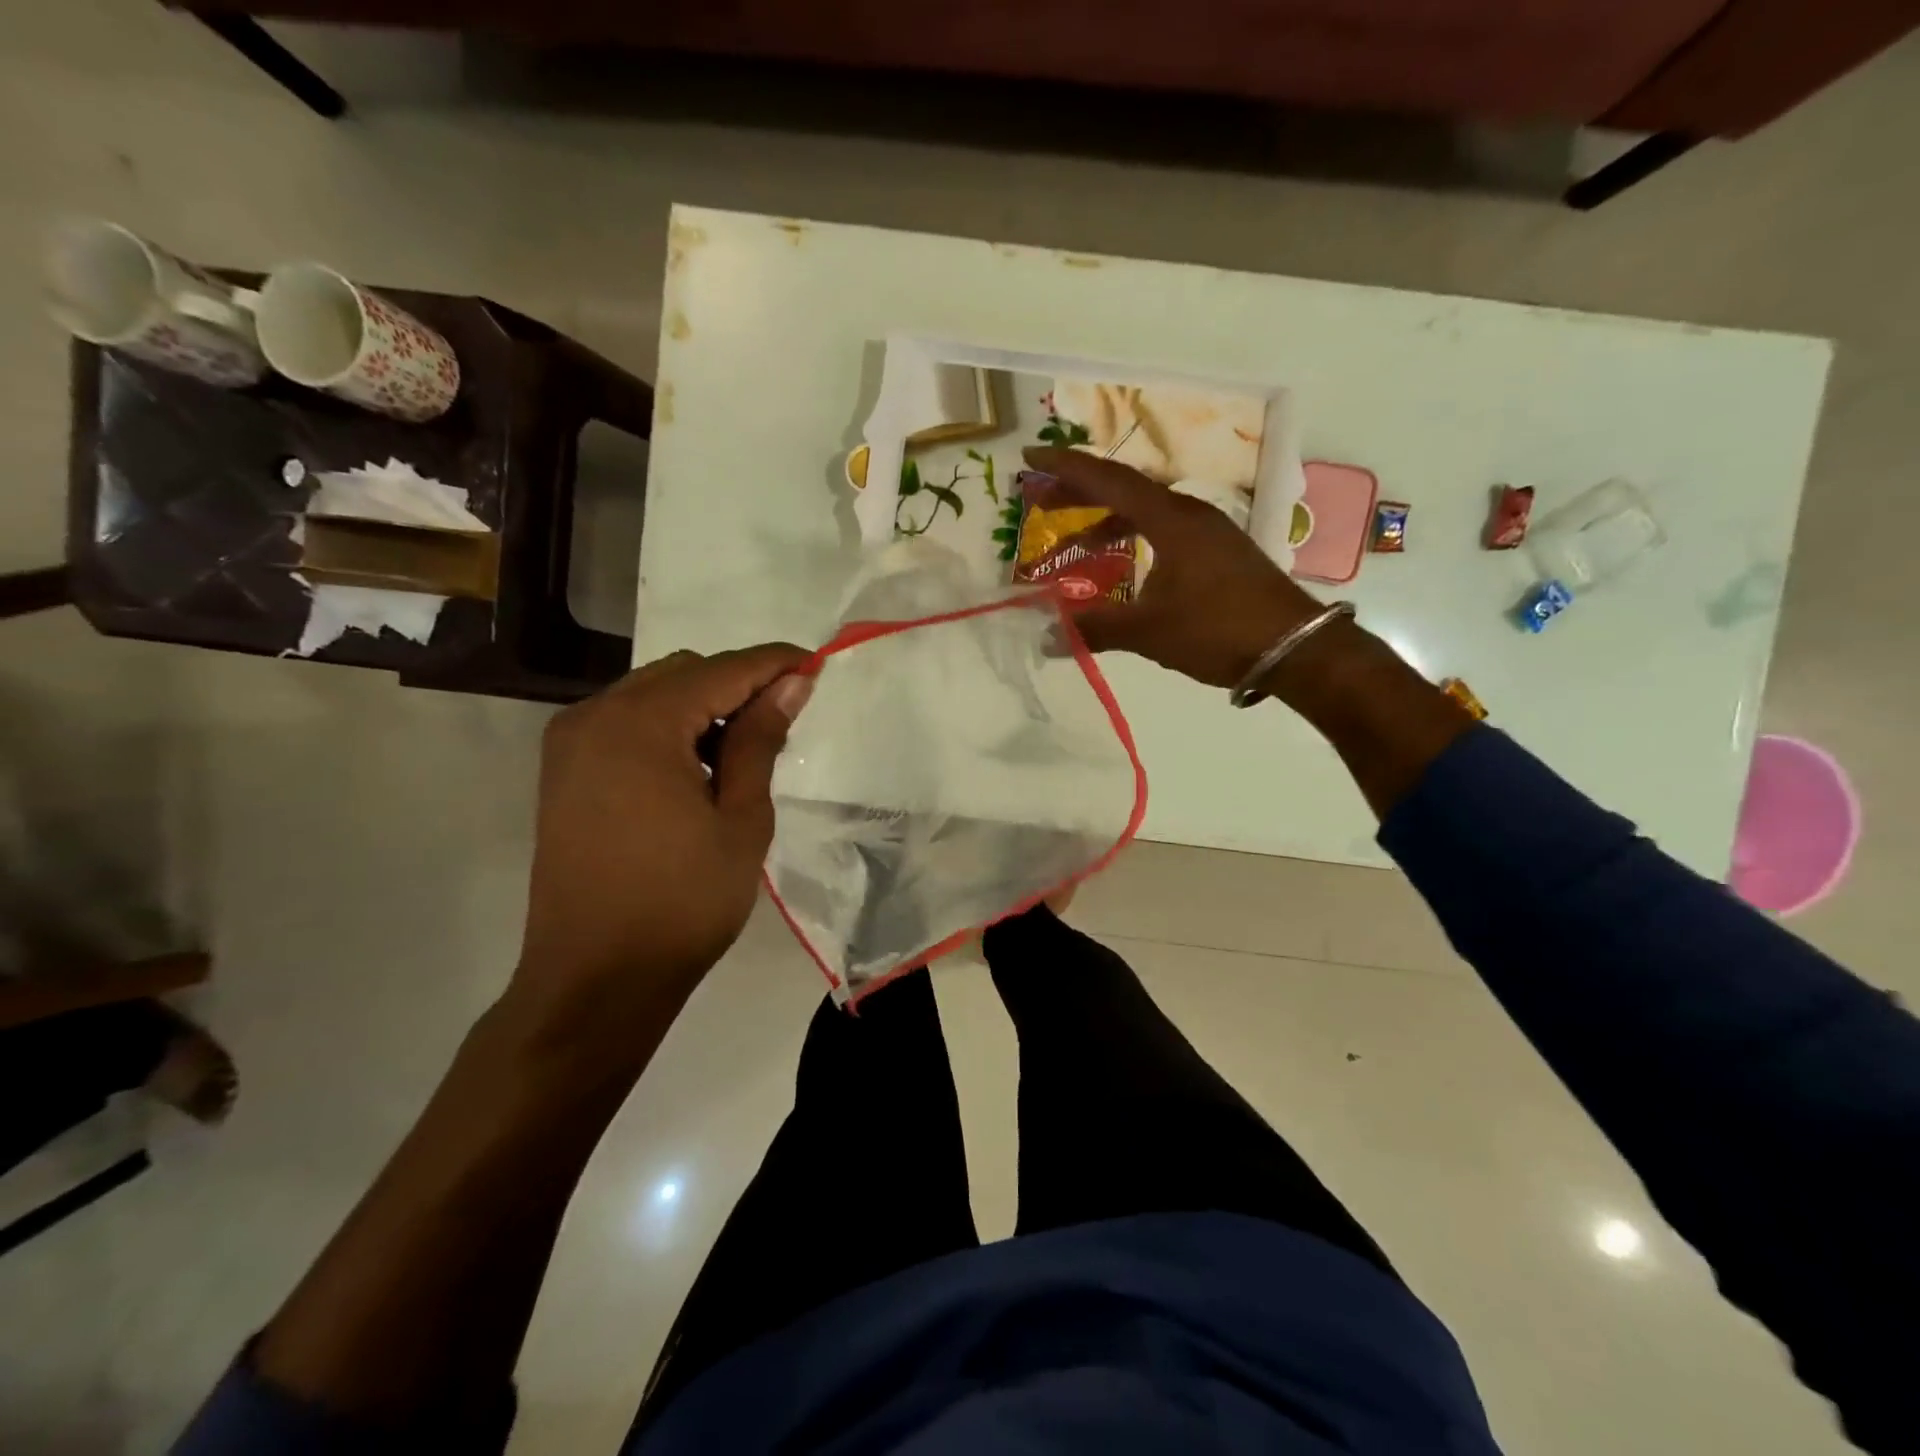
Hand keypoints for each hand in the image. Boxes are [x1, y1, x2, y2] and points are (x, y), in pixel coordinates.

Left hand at [512, 645, 813, 1032]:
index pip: (722, 671)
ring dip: (702, 706)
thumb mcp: (741, 819)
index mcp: (640, 724)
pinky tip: (698, 768)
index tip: (816, 665)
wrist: (595, 979)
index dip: (774, 664)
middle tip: (782, 720)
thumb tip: (791, 684)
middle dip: (737, 684)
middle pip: (683, 673)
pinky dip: (669, 729)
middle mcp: (595, 716)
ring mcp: (571, 743)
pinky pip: (626, 723)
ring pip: (652, 694)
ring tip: (743, 751)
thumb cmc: (683, 902)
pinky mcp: (564, 771)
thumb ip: (760, 741)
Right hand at [1023, 446, 1324, 687]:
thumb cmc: (1218, 631)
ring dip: (1107, 518)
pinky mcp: (1219, 551)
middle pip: (1126, 489)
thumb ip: (1096, 629)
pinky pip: (1164, 530)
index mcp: (1171, 520)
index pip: (1109, 480)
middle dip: (1080, 491)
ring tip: (1075, 541)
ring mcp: (1208, 531)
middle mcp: (1190, 514)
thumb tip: (1046, 636)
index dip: (1066, 467)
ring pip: (1147, 511)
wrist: (1295, 648)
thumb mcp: (1149, 631)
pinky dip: (1134, 537)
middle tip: (1041, 499)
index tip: (1031, 455)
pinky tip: (1125, 563)